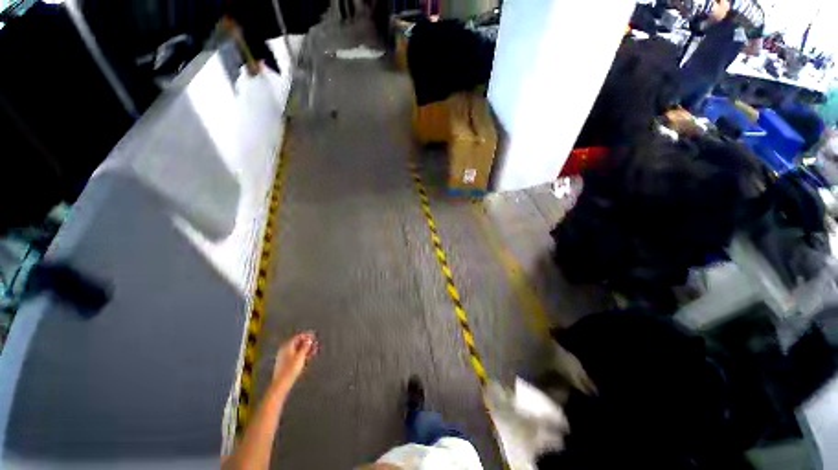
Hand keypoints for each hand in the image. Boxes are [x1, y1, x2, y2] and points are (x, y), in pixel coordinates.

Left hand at [272, 332, 317, 392]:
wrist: (282, 384)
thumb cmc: (291, 369)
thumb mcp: (300, 356)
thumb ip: (305, 346)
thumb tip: (309, 340)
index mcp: (287, 346)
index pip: (298, 337)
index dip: (307, 336)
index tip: (314, 336)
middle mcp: (284, 350)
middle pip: (297, 343)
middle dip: (307, 343)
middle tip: (316, 343)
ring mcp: (284, 357)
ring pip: (297, 350)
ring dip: (306, 349)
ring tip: (314, 350)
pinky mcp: (286, 364)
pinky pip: (295, 355)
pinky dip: (302, 354)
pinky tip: (308, 357)